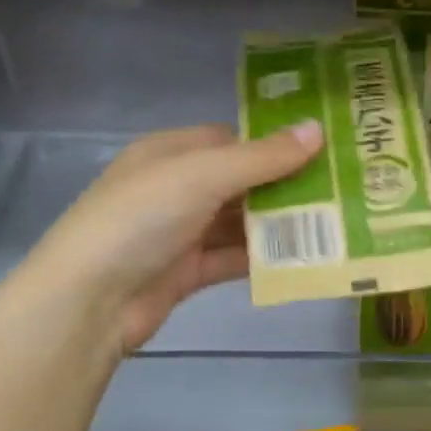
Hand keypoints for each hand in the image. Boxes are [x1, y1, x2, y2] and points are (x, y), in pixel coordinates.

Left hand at [13, 121, 323, 354]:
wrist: (89, 300)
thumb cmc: (140, 218)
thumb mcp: (202, 176)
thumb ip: (261, 158)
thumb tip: (316, 130)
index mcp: (170, 153)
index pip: (231, 140)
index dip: (274, 144)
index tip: (323, 150)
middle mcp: (176, 188)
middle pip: (240, 182)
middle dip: (284, 187)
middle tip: (340, 190)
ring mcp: (180, 232)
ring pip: (239, 223)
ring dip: (278, 226)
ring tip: (333, 224)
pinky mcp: (186, 273)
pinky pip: (232, 258)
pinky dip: (262, 259)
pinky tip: (302, 259)